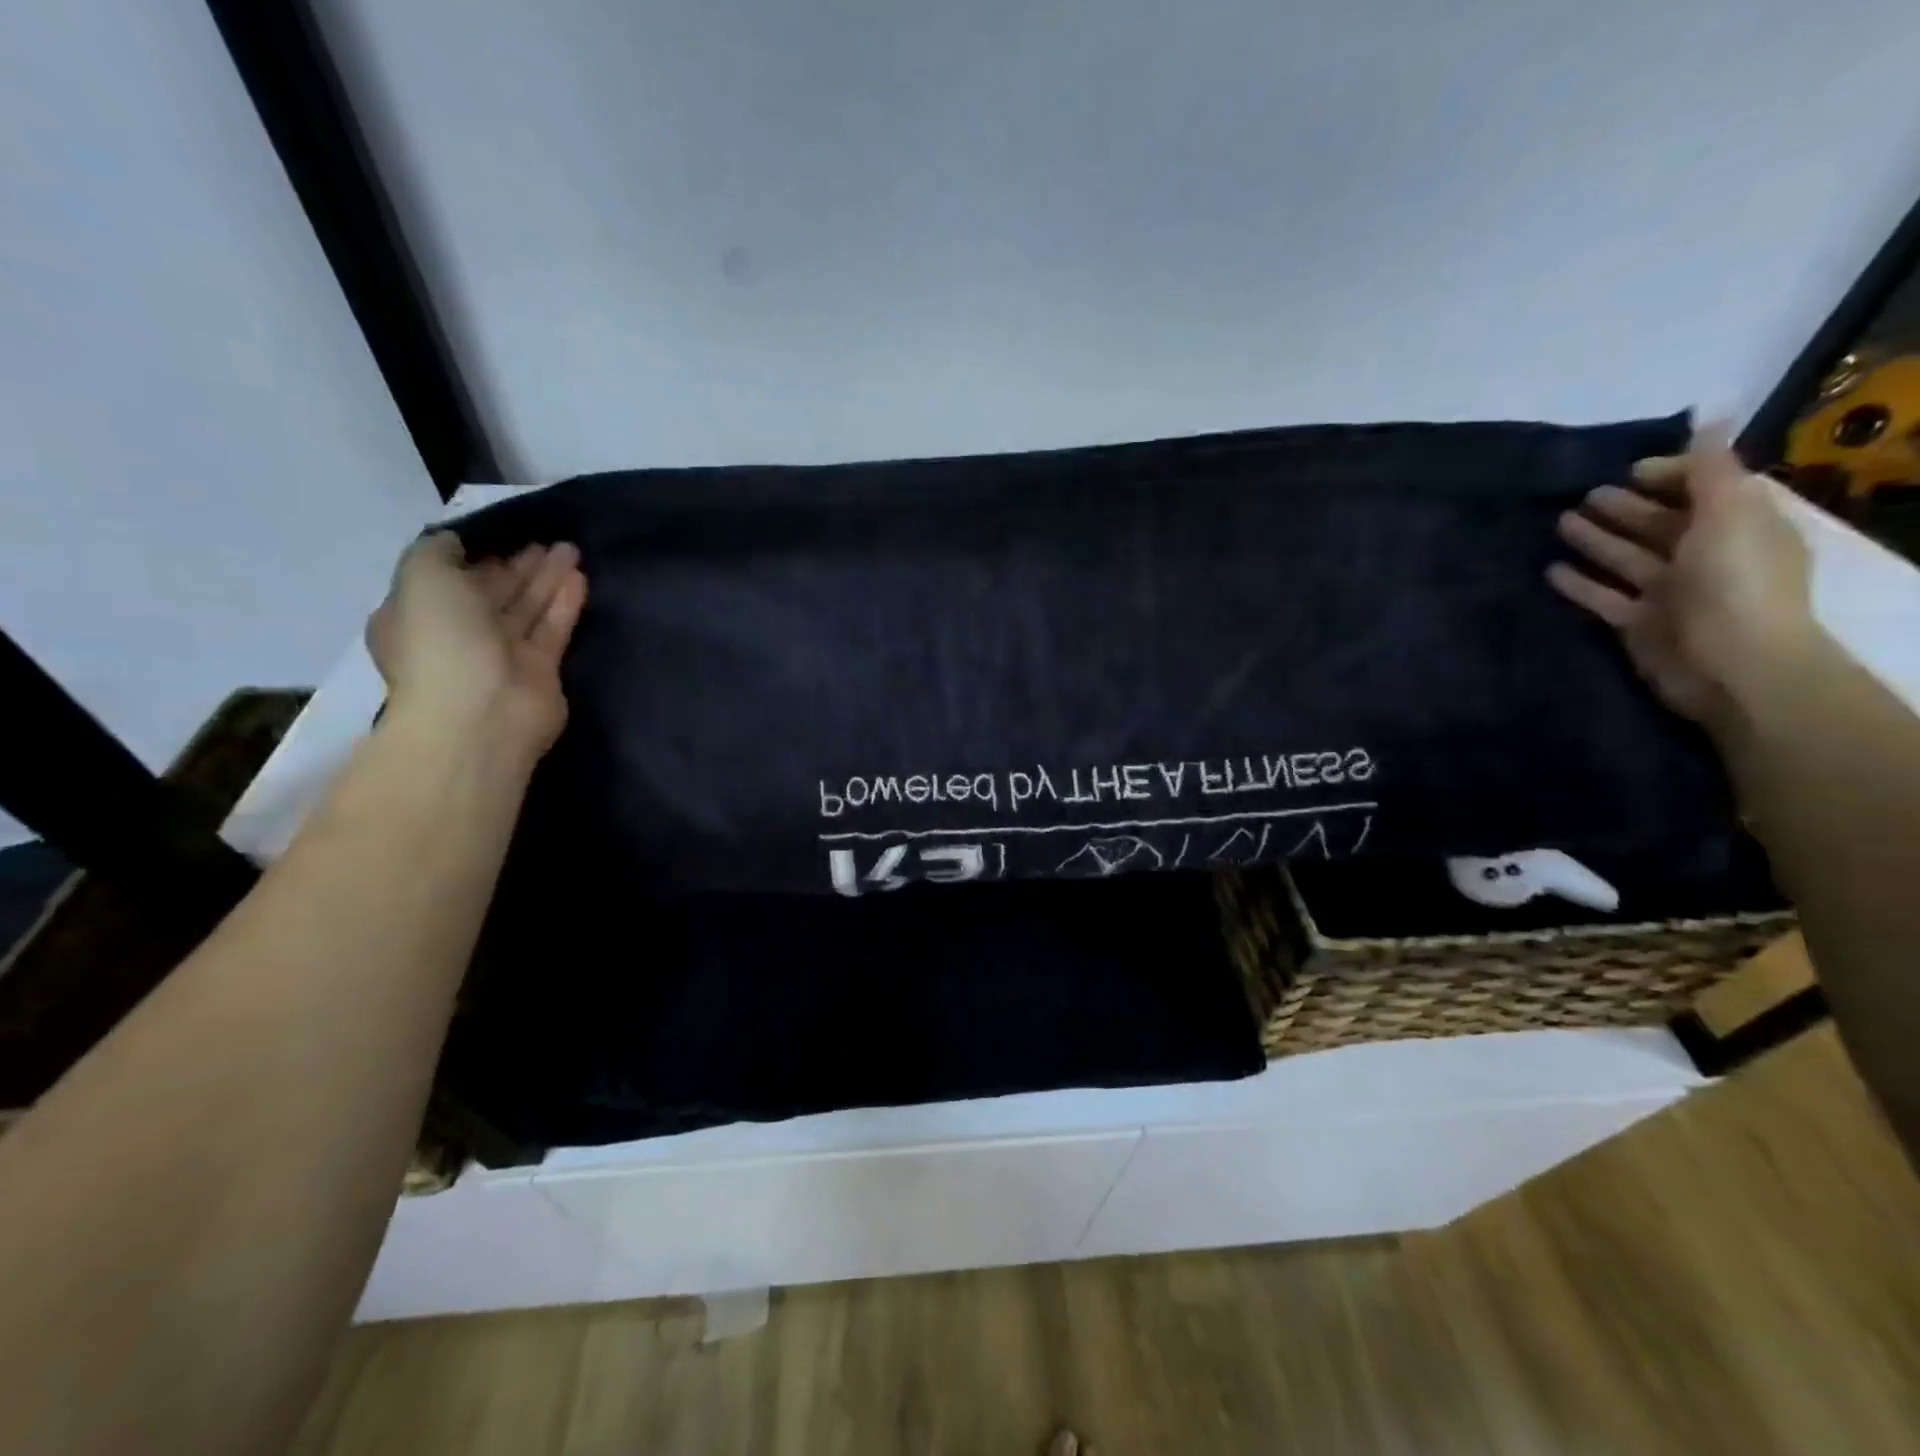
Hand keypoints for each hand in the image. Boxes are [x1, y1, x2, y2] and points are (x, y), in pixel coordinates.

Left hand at [366, 532, 586, 755]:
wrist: (481, 712)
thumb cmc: (441, 642)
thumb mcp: (422, 578)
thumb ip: (435, 551)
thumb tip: (455, 542)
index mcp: (418, 616)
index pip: (446, 579)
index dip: (472, 555)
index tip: (499, 532)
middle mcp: (458, 635)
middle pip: (492, 593)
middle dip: (516, 566)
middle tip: (544, 539)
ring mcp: (501, 655)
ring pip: (526, 608)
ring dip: (546, 578)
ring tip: (571, 548)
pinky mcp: (541, 670)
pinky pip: (553, 628)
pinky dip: (564, 602)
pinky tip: (579, 576)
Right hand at [1547, 426, 1814, 739]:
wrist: (1730, 666)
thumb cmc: (1733, 584)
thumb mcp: (1728, 514)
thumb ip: (1711, 468)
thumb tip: (1712, 413)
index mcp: (1738, 526)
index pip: (1705, 489)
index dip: (1670, 475)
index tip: (1628, 470)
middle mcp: (1705, 556)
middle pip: (1660, 524)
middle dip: (1625, 508)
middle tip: (1584, 495)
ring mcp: (1669, 593)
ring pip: (1626, 558)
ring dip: (1596, 540)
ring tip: (1558, 523)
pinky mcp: (1638, 624)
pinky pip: (1603, 597)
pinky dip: (1579, 583)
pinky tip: (1550, 570)